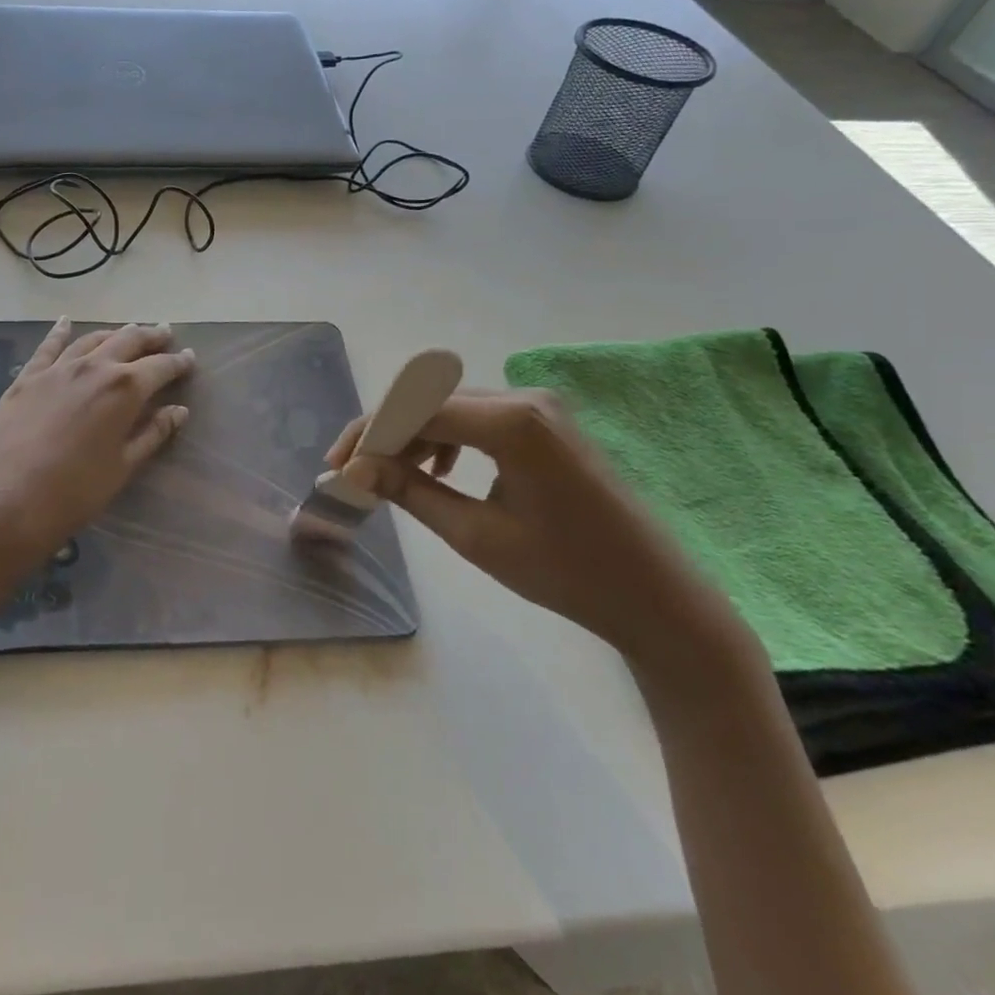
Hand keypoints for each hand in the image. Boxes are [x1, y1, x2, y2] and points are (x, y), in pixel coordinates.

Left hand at [0, 319, 194, 626]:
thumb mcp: (122, 467)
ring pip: (92, 339)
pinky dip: (60, 332)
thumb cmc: (73, 493)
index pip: (160, 367)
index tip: (190, 358)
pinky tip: (66, 322)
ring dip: (114, 333)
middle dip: (150, 335)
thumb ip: (152, 434)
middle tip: (165, 334)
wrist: (3, 502)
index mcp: (124, 389)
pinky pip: (48, 347)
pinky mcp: (27, 378)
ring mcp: (57, 369)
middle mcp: (93, 367)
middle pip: (128, 340)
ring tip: (128, 331)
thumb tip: (178, 411)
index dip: (178, 362)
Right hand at [326, 389, 746, 673]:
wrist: (657, 596)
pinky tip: (436, 471)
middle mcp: (524, 398)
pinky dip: (447, 437)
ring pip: (452, 405)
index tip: (338, 466)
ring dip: (413, 434)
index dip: (370, 433)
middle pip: (431, 398)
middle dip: (385, 431)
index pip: (416, 409)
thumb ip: (410, 492)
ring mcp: (539, 407)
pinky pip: (479, 416)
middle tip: (352, 469)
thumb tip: (354, 470)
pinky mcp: (546, 422)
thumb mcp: (476, 536)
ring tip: (388, 476)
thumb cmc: (567, 573)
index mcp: (512, 421)